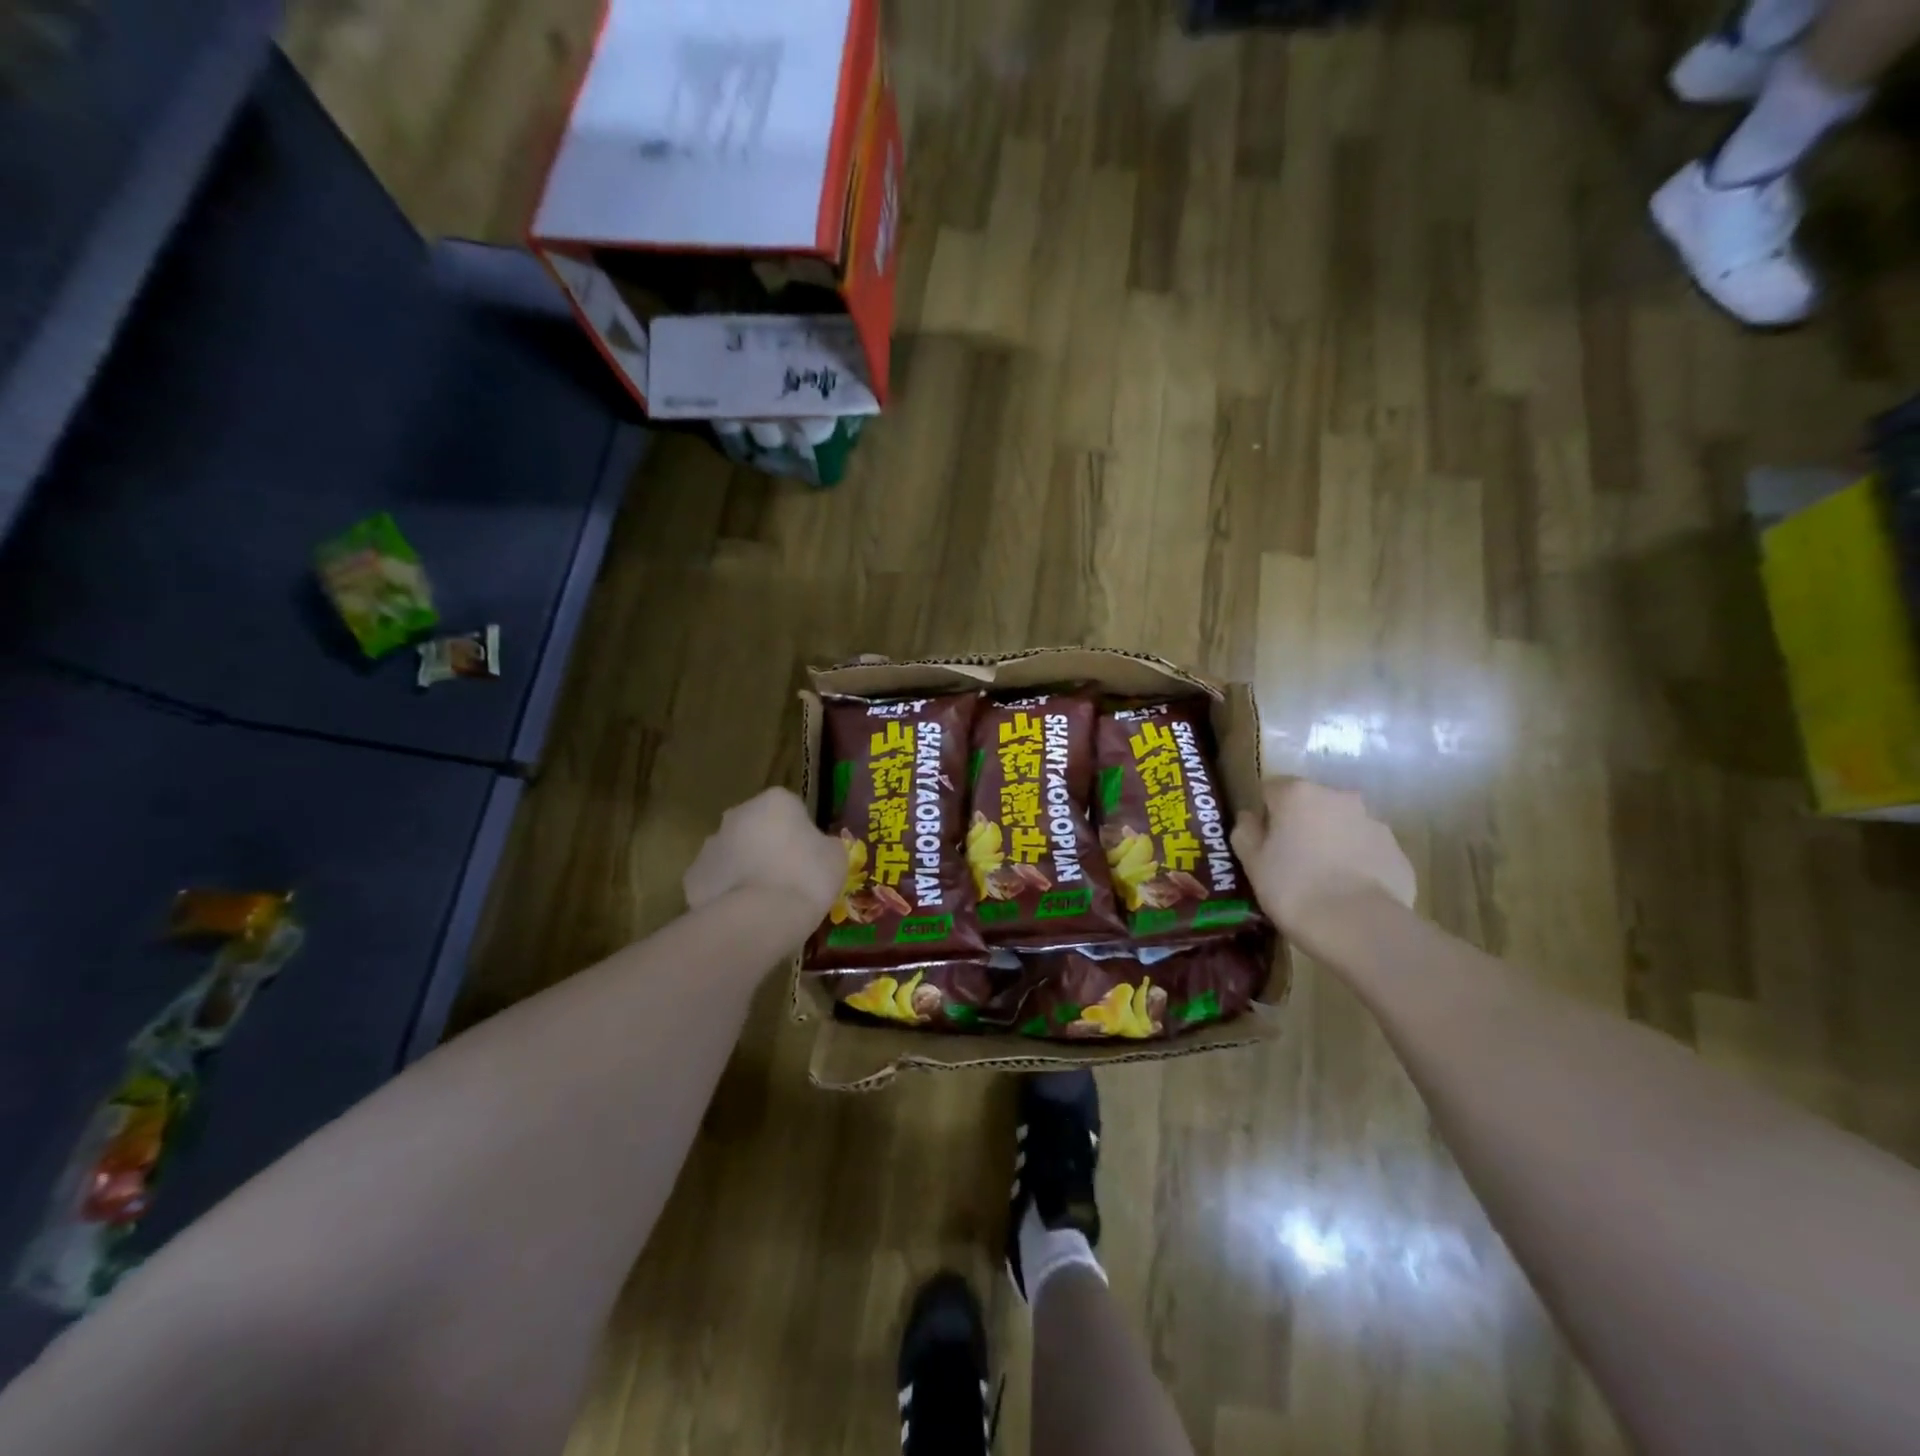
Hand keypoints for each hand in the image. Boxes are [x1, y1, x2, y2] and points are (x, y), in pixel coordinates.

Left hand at [683, 788, 844, 919]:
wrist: (760, 918)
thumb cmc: (806, 878)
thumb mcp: (836, 858)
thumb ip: (825, 845)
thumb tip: (819, 848)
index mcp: (775, 801)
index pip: (791, 810)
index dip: (801, 835)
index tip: (809, 859)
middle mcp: (738, 814)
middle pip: (756, 827)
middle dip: (767, 847)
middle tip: (786, 878)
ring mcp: (710, 845)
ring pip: (733, 853)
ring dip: (745, 868)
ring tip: (764, 902)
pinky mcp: (692, 877)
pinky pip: (716, 881)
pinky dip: (726, 893)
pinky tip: (742, 914)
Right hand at [1232, 779, 1415, 938]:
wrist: (1358, 926)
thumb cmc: (1293, 887)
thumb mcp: (1252, 862)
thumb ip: (1246, 831)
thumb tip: (1251, 817)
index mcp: (1298, 794)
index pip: (1272, 789)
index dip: (1265, 814)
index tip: (1263, 842)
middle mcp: (1338, 797)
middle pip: (1311, 804)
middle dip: (1301, 825)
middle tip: (1291, 861)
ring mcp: (1373, 823)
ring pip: (1342, 826)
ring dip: (1331, 842)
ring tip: (1322, 880)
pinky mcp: (1397, 852)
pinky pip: (1367, 850)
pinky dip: (1357, 863)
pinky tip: (1348, 892)